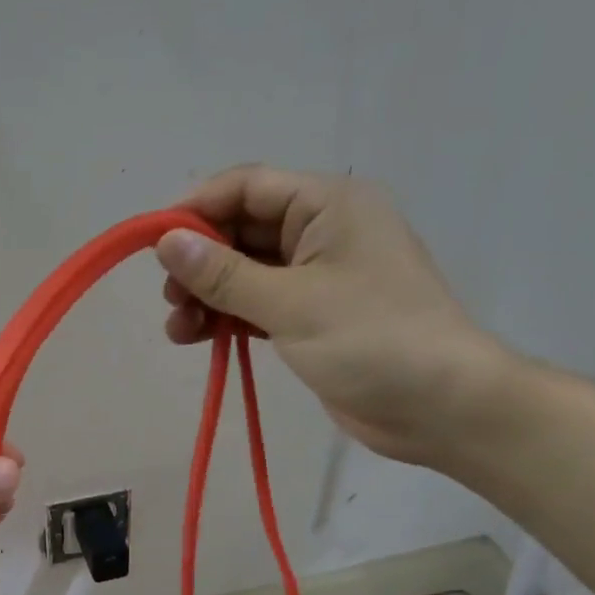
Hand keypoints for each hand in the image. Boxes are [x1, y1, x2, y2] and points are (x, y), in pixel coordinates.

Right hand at [156, 165, 515, 466]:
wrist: (442, 407)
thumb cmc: (372, 340)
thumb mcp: (291, 304)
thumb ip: (224, 274)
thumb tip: (166, 243)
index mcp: (328, 205)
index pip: (247, 187)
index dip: (196, 209)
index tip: (152, 243)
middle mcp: (321, 231)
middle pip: (241, 230)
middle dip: (199, 261)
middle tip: (168, 297)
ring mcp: (317, 275)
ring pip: (244, 271)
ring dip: (207, 295)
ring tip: (178, 329)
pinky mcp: (312, 315)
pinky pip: (257, 303)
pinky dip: (227, 317)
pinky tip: (199, 338)